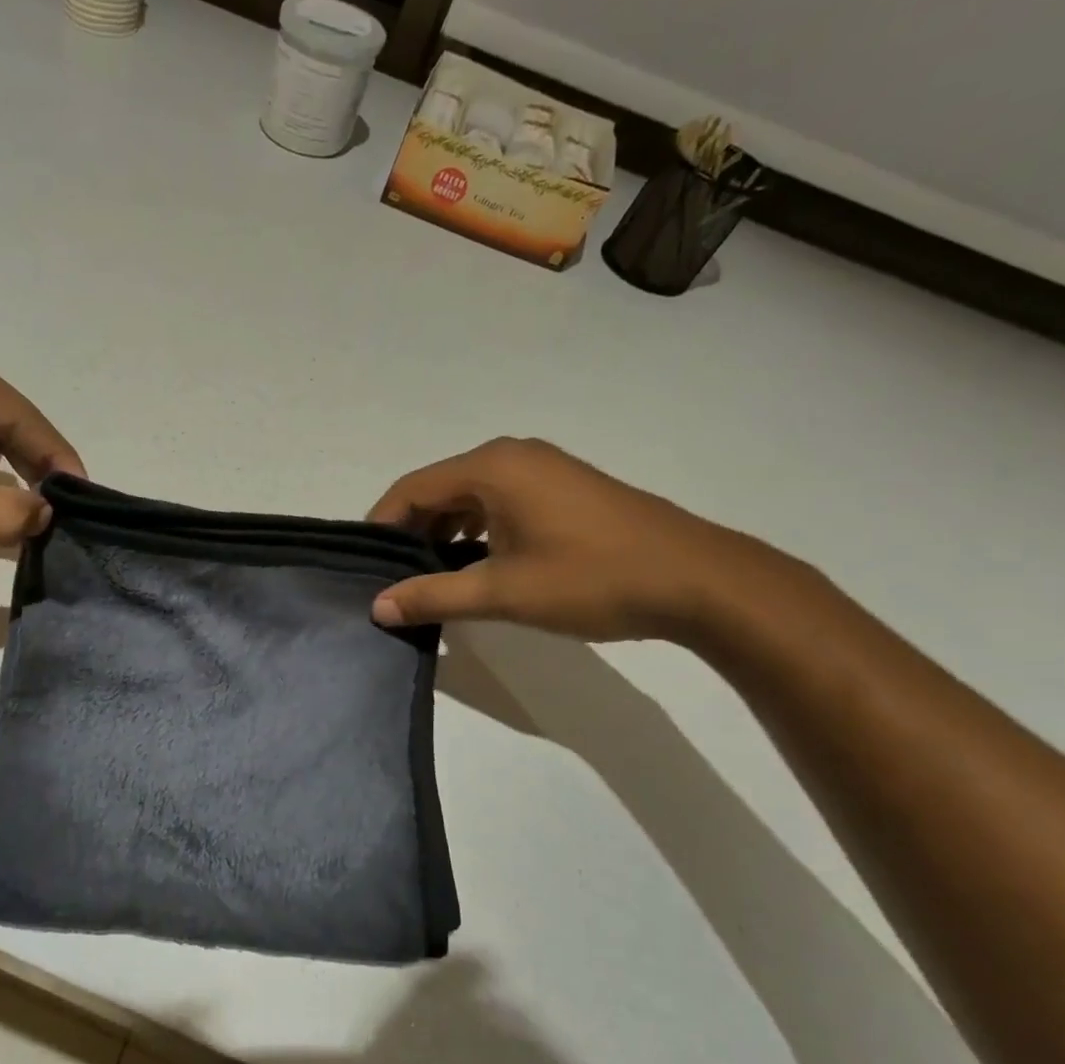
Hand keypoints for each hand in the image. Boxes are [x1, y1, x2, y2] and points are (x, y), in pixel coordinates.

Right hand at [366, 437, 760, 641]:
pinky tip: (476, 567)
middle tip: (396, 579)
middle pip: (439, 489)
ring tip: (430, 579)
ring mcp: (543, 470)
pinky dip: (478, 531)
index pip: (411, 488)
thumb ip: (434, 596)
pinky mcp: (563, 489)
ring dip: (444, 533)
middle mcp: (513, 456)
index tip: (367, 566)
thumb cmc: (591, 578)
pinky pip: (500, 502)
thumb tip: (377, 607)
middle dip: (412, 532)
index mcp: (492, 467)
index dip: (382, 525)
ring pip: (470, 497)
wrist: (697, 580)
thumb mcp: (503, 592)